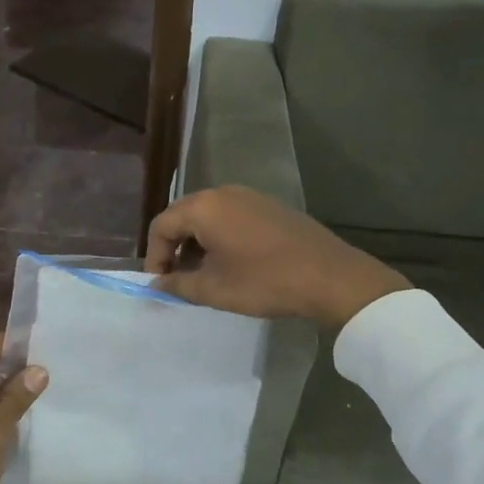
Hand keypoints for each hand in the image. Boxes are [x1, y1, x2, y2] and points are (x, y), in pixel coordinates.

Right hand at [144, 185, 407, 330]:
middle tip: (178, 279)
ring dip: (198, 244)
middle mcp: (222, 193)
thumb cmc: (264, 281)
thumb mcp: (214, 290)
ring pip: (208, 217)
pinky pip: (231, 217)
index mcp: (203, 207)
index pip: (161, 226)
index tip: (161, 285)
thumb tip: (157, 284)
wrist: (330, 276)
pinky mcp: (269, 206)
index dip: (154, 256)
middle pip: (183, 216)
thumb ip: (177, 285)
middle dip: (174, 248)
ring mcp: (249, 196)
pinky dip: (221, 237)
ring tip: (205, 275)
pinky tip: (233, 264)